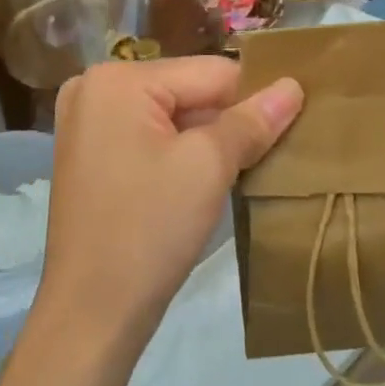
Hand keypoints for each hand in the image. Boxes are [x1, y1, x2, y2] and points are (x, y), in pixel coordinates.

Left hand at [37, 58, 303, 358]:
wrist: (92, 314)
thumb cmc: (150, 229)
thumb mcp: (209, 167)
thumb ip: (252, 120)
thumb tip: (294, 86)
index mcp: (118, 78)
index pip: (210, 71)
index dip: (256, 96)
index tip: (297, 120)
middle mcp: (95, 87)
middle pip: (189, 90)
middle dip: (230, 120)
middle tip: (275, 149)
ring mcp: (88, 123)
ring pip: (173, 116)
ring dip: (210, 138)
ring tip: (249, 164)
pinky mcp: (92, 154)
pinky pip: (152, 137)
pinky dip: (183, 152)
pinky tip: (209, 178)